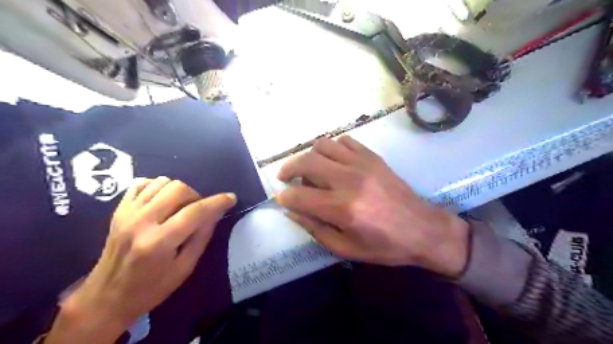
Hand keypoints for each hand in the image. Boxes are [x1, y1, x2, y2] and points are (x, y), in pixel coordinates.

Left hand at [45, 178, 235, 343]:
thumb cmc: (151, 288)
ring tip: (179, 207)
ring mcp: (127, 213)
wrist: (106, 297)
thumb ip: (202, 237)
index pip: (195, 212)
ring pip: (162, 182)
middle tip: (197, 212)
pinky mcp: (119, 210)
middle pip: (178, 189)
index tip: (231, 198)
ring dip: (178, 191)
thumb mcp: (185, 268)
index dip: (217, 202)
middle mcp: (141, 222)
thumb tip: (216, 212)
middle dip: (196, 196)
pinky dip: (157, 187)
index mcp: (159, 242)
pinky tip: (162, 201)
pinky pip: (142, 183)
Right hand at [277, 136, 469, 277]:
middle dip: (288, 168)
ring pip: (323, 144)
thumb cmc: (385, 246)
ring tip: (309, 168)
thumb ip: (315, 229)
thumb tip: (291, 210)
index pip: (299, 195)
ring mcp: (362, 164)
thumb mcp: (346, 248)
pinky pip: (345, 141)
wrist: (424, 230)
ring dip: (309, 155)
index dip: (285, 196)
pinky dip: (332, 148)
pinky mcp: (373, 157)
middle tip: (285, 177)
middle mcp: (349, 180)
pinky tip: (333, 161)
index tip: (281, 197)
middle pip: (307, 162)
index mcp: (343, 208)